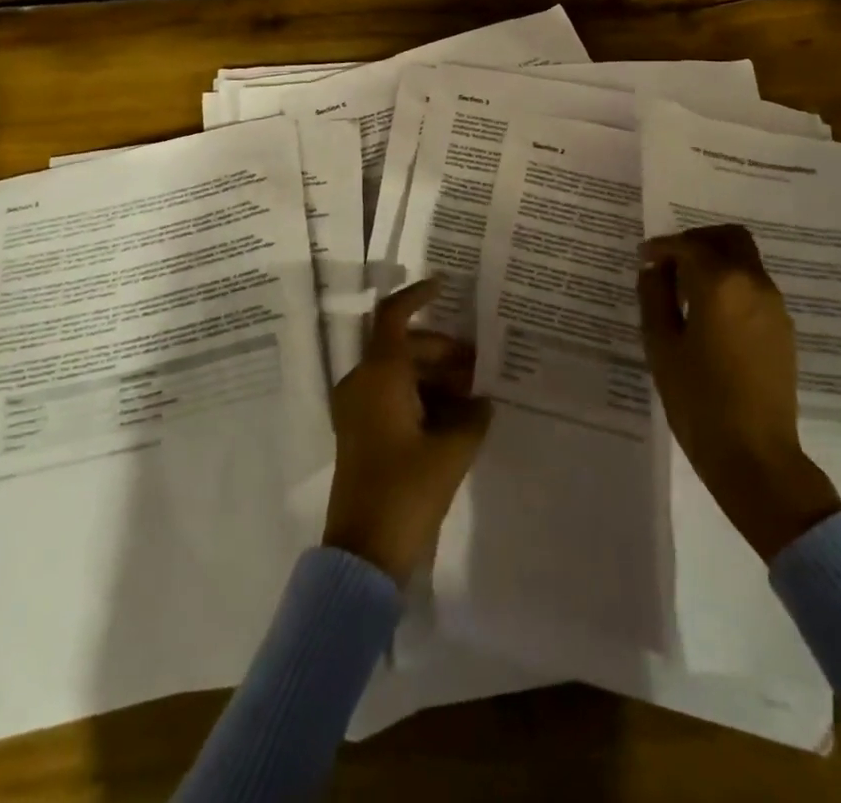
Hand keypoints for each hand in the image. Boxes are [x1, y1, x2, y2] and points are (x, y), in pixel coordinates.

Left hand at [323, 279, 492, 584]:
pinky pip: (393, 397)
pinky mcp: (362, 432)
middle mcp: (363, 383)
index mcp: (379, 376)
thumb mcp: (451, 451)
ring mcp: (358, 408)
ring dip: (436, 377)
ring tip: (475, 395)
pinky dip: (422, 397)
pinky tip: (455, 417)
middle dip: (444, 351)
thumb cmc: (406, 491)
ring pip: (401, 373)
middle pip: (405, 348)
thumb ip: (473, 415)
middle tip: (481, 366)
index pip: (393, 317)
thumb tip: (482, 399)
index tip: (445, 287)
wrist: (363, 553)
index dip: (417, 297)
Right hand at [638, 225, 840, 560]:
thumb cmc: (698, 399)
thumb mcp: (661, 345)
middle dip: (697, 241)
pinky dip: (730, 283)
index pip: (688, 246)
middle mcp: (753, 284)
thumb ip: (654, 297)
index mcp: (720, 284)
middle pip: (729, 238)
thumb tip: (654, 269)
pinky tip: (709, 314)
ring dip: (715, 262)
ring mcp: (774, 306)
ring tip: (685, 291)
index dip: (661, 247)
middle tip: (670, 262)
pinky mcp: (782, 328)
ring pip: (745, 261)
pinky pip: (754, 286)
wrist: (754, 454)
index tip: (643, 258)